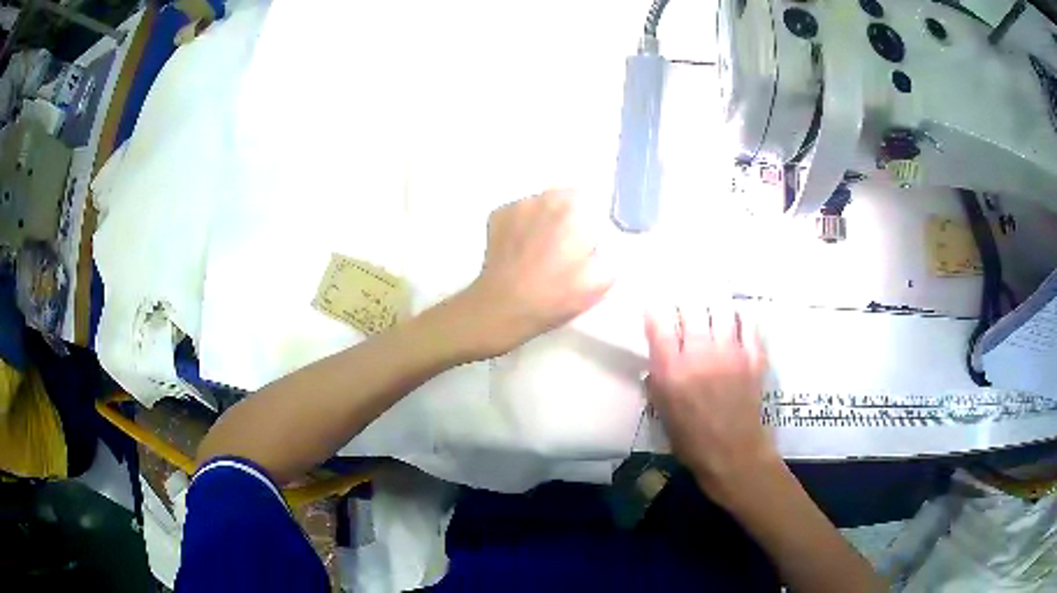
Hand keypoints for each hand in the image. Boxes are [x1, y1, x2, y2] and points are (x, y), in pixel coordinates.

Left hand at [459, 190, 613, 357]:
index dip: (593, 219)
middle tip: (568, 243)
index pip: (594, 199)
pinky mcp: (498, 214)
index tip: (589, 238)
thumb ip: (610, 255)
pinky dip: (524, 223)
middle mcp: (546, 199)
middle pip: (567, 196)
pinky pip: (519, 211)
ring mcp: (518, 205)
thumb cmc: (555, 296)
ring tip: (542, 245)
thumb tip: (603, 244)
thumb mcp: (599, 282)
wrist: (504, 307)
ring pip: (541, 201)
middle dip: (571, 214)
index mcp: (575, 212)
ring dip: (546, 216)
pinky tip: (522, 246)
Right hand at [644, 305, 774, 502]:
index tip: (656, 304)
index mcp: (672, 369)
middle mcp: (700, 353)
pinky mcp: (753, 357)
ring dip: (713, 302)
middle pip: (692, 306)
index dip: (656, 307)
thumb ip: (657, 380)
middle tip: (686, 298)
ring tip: (710, 298)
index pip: (660, 322)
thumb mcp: (662, 412)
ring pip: (722, 308)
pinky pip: (748, 324)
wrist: (733, 455)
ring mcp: (731, 353)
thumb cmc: (691, 440)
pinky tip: (736, 318)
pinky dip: (740, 317)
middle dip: (686, 298)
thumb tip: (657, 359)